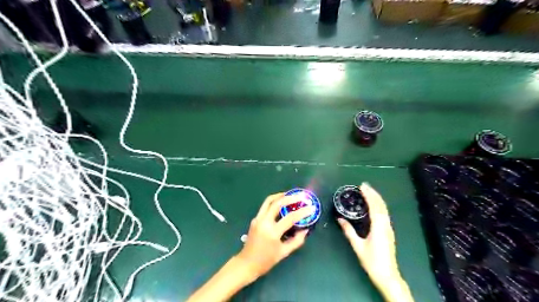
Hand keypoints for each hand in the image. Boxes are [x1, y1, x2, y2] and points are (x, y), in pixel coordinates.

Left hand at [236, 193, 316, 280]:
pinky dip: (274, 202)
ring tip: (290, 194)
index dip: (302, 212)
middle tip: (301, 196)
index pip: (290, 218)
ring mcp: (258, 219)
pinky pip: (265, 206)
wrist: (246, 263)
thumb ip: (296, 241)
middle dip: (290, 197)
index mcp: (272, 232)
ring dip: (280, 196)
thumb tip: (305, 230)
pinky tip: (282, 203)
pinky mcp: (255, 219)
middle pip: (277, 203)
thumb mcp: (284, 253)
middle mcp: (264, 222)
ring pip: (268, 201)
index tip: (312, 207)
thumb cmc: (266, 261)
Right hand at [341, 183, 413, 300]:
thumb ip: (349, 231)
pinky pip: (384, 214)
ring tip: (369, 192)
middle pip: (381, 205)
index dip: (369, 195)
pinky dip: (379, 205)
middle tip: (364, 185)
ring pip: (384, 209)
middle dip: (373, 194)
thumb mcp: (358, 246)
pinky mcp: (389, 232)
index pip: (374, 207)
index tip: (362, 187)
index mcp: (378, 227)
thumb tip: (340, 219)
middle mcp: (386, 225)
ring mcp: (389, 228)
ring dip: (377, 199)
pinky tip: (374, 205)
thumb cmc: (372, 261)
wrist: (387, 275)